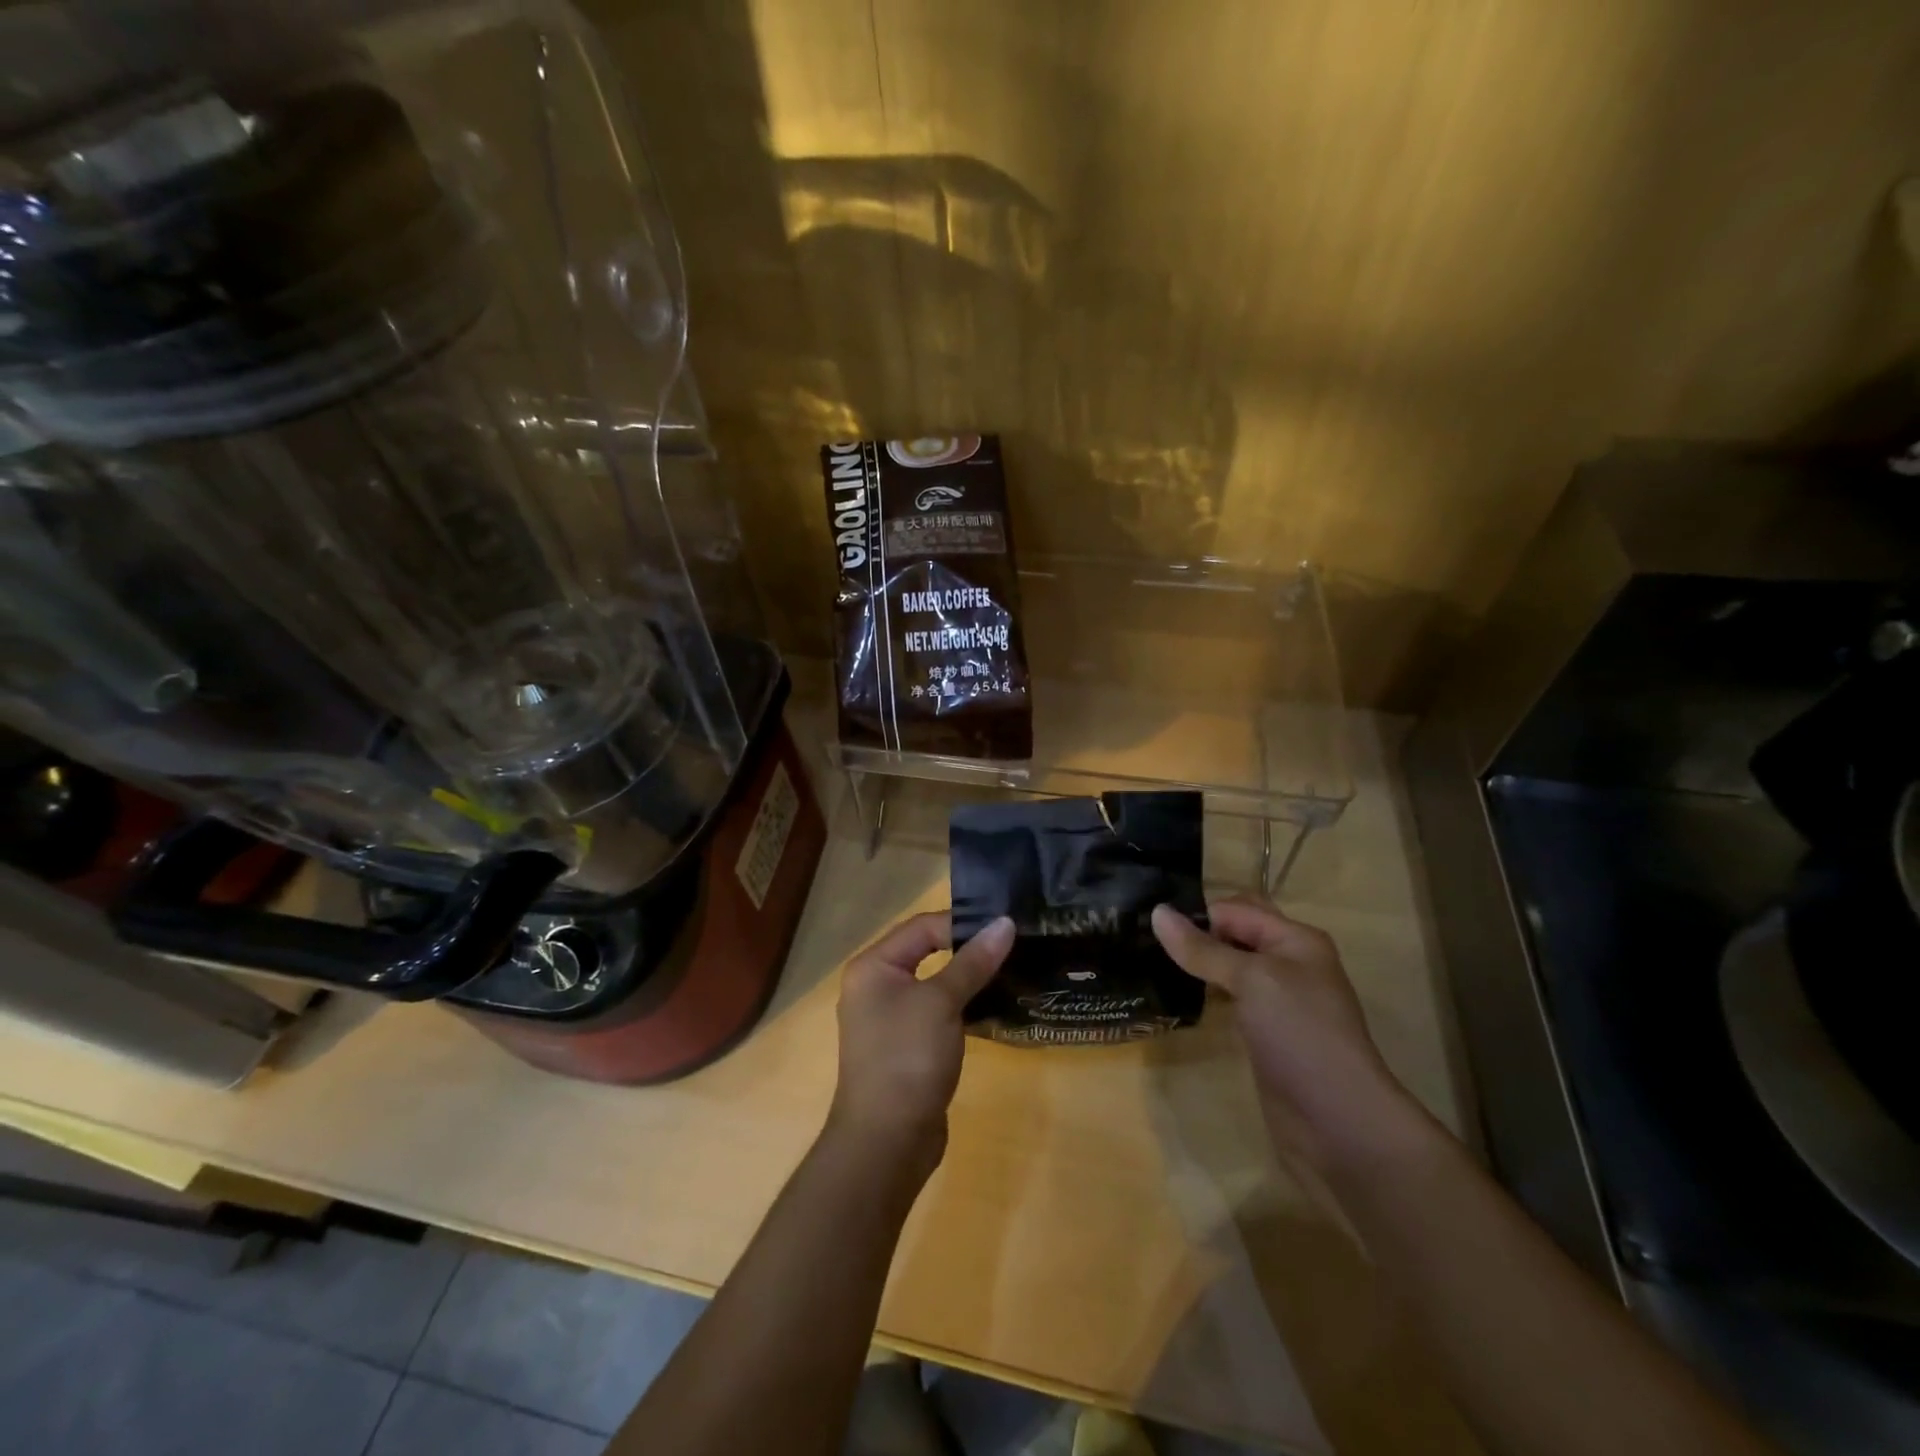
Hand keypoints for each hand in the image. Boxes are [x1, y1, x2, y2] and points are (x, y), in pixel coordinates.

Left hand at [829, 912, 1014, 1177]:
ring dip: (967, 978)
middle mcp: (876, 986)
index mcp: (873, 967)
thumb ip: (973, 962)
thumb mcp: (942, 1003)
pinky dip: (962, 1006)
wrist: (886, 1142)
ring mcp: (889, 1018)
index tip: (1005, 927)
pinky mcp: (906, 1046)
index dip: (962, 923)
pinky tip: (992, 1007)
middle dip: (967, 948)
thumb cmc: (907, 1058)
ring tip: (1010, 970)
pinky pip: (937, 1012)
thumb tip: (1004, 923)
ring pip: (934, 983)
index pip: (922, 927)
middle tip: (1012, 944)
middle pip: (926, 951)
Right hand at [1152, 898, 1416, 1172]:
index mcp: (1295, 939)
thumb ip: (1203, 948)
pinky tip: (1178, 997)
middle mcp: (1289, 963)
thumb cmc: (1300, 1034)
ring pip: (1230, 967)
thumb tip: (1157, 912)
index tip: (1149, 926)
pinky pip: (1230, 999)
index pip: (1235, 910)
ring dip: (1198, 964)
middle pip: (1234, 934)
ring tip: (1151, 963)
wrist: (1339, 1123)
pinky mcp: (1265, 1033)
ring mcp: (1278, 1001)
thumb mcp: (1252, 980)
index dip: (1197, 915)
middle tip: (1145, 940)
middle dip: (1196, 934)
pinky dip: (1206, 993)